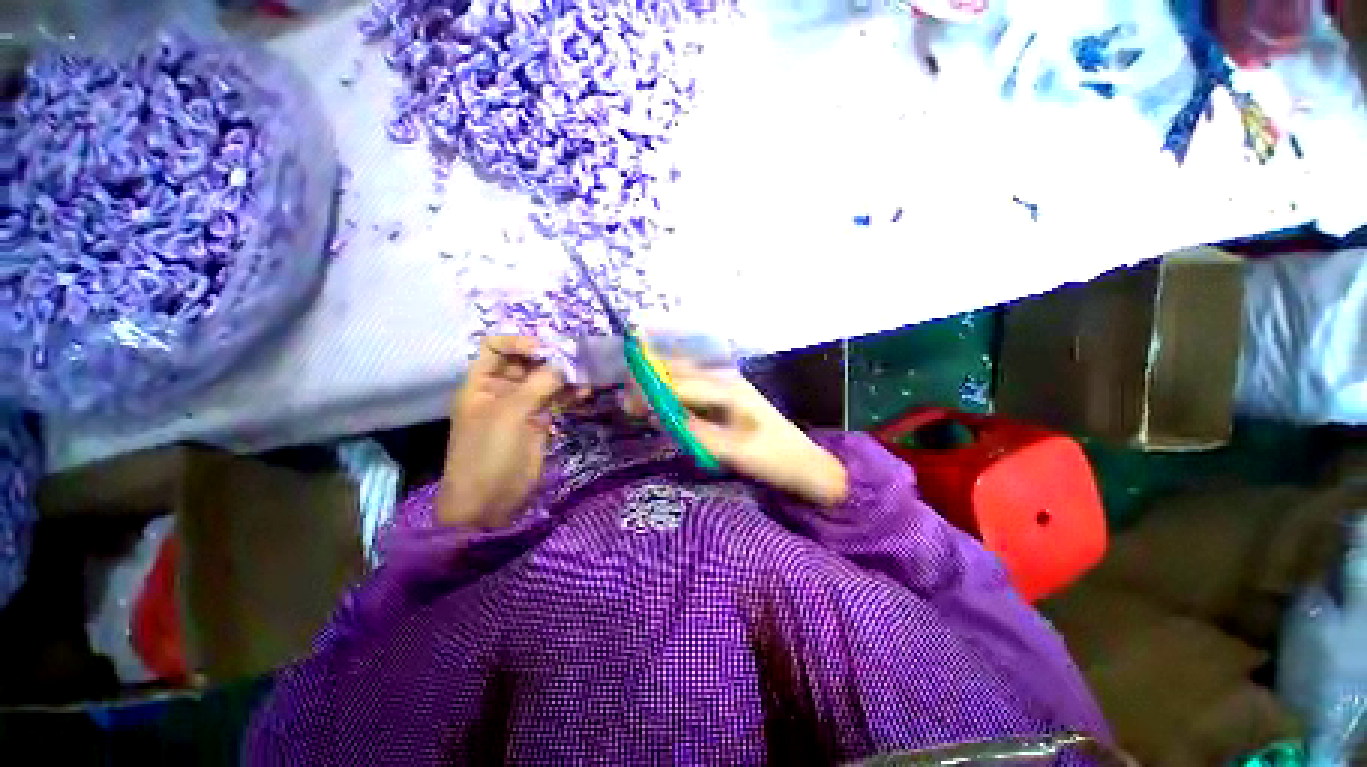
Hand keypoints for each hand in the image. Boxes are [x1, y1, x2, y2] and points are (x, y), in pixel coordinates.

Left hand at [437, 336, 573, 528]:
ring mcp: (521, 406)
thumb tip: (562, 364)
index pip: (495, 347)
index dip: (519, 342)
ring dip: (564, 377)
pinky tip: (585, 394)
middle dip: (549, 358)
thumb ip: (536, 385)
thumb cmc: (488, 454)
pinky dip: (569, 395)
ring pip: (544, 381)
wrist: (489, 503)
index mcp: (481, 384)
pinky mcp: (538, 422)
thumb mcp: (509, 415)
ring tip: (585, 377)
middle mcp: (501, 390)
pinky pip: (555, 401)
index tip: (546, 349)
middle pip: (525, 362)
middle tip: (576, 360)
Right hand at [638, 361, 848, 507]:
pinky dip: (673, 383)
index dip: (651, 391)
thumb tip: (660, 417)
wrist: (803, 461)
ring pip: (685, 370)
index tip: (629, 406)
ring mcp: (728, 381)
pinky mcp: (728, 390)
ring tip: (638, 396)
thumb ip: (696, 433)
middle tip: (628, 401)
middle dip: (649, 378)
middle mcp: (725, 378)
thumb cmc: (772, 459)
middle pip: (679, 368)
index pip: (680, 384)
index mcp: (728, 391)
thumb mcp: (735, 453)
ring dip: (660, 377)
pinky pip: (693, 379)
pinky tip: (663, 396)